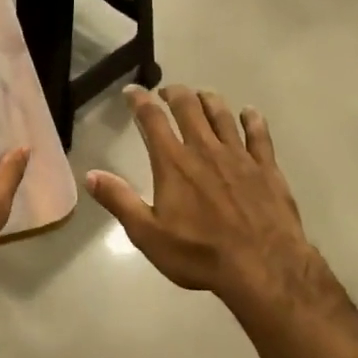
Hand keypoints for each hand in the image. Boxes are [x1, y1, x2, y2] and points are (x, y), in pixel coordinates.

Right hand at [87, 85, 330, 313]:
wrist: (263, 266)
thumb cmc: (199, 254)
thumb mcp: (148, 234)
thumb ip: (119, 200)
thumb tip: (91, 175)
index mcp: (173, 163)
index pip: (152, 120)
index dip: (140, 100)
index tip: (132, 91)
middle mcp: (205, 150)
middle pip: (189, 107)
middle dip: (175, 94)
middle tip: (167, 92)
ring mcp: (240, 156)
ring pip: (222, 115)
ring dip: (209, 101)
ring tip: (201, 96)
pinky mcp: (267, 168)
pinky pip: (259, 134)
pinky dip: (252, 119)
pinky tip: (249, 113)